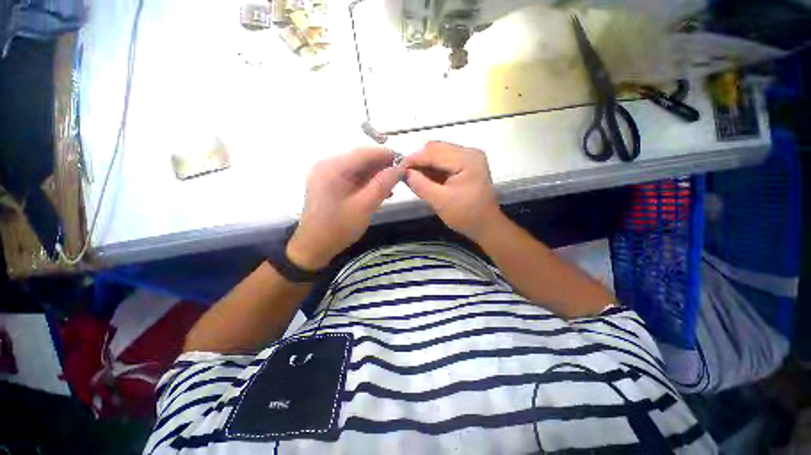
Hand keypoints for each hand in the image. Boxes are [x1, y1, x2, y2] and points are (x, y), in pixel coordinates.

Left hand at [287, 148, 401, 270]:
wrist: (314, 247)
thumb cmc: (338, 228)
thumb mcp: (364, 207)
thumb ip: (382, 185)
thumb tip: (399, 168)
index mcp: (332, 168)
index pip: (364, 153)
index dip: (386, 155)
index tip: (405, 162)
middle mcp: (327, 165)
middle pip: (360, 159)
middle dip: (382, 166)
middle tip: (400, 176)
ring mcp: (327, 174)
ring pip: (358, 168)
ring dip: (375, 175)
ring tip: (392, 185)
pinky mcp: (329, 183)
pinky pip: (352, 177)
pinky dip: (366, 182)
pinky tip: (378, 191)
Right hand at [403, 141, 500, 239]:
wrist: (485, 225)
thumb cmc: (466, 215)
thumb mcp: (440, 201)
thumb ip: (420, 185)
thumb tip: (403, 172)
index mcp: (467, 159)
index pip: (434, 152)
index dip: (413, 158)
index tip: (396, 167)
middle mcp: (469, 152)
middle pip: (436, 149)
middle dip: (418, 160)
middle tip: (403, 173)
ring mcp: (468, 158)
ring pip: (438, 155)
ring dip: (424, 165)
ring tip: (410, 176)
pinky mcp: (465, 166)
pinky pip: (443, 162)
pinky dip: (431, 169)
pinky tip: (422, 177)